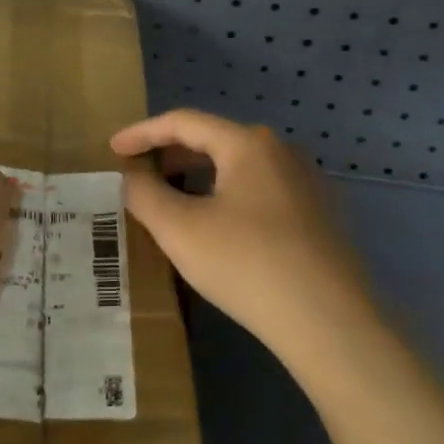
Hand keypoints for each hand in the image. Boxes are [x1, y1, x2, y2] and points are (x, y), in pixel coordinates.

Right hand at [110, 109, 378, 369]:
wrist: (329, 320)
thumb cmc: (247, 264)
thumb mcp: (180, 230)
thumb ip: (145, 195)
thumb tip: (133, 176)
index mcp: (249, 143)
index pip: (184, 122)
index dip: (143, 133)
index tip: (113, 150)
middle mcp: (282, 151)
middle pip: (215, 141)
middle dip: (171, 156)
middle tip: (138, 177)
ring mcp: (306, 182)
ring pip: (240, 168)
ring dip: (199, 178)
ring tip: (172, 202)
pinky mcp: (319, 214)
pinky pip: (261, 191)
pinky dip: (228, 197)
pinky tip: (217, 228)